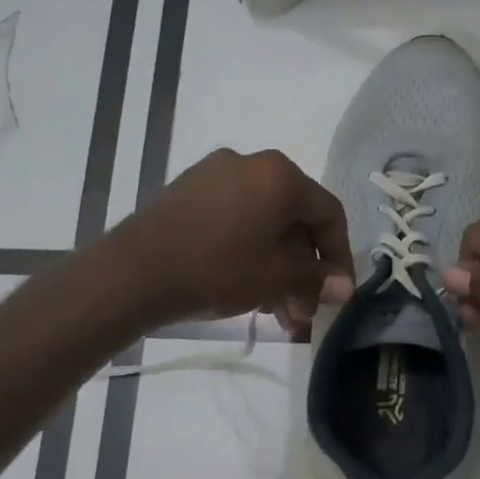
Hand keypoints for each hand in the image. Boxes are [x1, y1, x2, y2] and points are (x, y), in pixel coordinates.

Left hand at [114, 149, 354, 326]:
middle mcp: (251, 164)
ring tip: (276, 314)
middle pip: (294, 221)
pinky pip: (235, 221)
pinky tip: (248, 291)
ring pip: (264, 225)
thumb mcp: (276, 277)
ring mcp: (215, 175)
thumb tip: (345, 287)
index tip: (338, 294)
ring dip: (278, 269)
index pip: (328, 214)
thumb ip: (317, 278)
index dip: (340, 257)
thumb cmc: (218, 268)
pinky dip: (250, 253)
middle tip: (303, 312)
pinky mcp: (188, 192)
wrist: (134, 272)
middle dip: (304, 272)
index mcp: (280, 175)